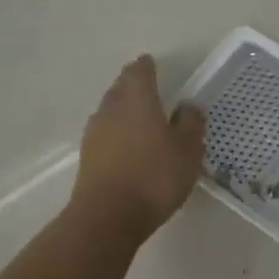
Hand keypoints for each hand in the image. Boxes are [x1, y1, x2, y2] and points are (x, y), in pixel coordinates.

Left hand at [72, 56, 205, 242]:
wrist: (108, 216)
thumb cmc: (155, 175)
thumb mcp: (188, 149)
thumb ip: (190, 123)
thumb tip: (187, 106)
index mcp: (138, 99)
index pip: (139, 72)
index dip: (146, 66)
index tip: (151, 62)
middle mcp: (112, 109)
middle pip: (120, 88)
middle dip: (132, 84)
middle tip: (146, 85)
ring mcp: (95, 134)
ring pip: (110, 110)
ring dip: (123, 108)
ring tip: (139, 114)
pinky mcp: (88, 158)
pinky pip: (105, 133)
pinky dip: (117, 131)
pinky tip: (127, 143)